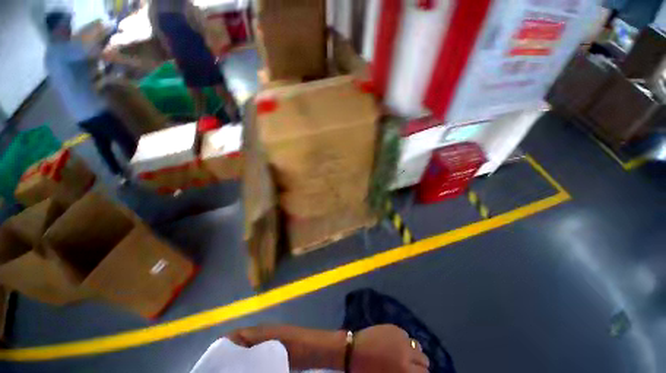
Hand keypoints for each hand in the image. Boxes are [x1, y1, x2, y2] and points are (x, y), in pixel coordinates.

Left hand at [351, 325, 429, 372]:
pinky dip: (404, 340)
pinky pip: (406, 335)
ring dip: (414, 351)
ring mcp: (401, 337)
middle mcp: (407, 352)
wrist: (354, 351)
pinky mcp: (394, 327)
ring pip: (417, 345)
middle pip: (424, 359)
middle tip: (410, 366)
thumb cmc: (369, 371)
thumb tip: (412, 371)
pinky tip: (396, 343)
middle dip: (419, 364)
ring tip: (405, 354)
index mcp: (405, 370)